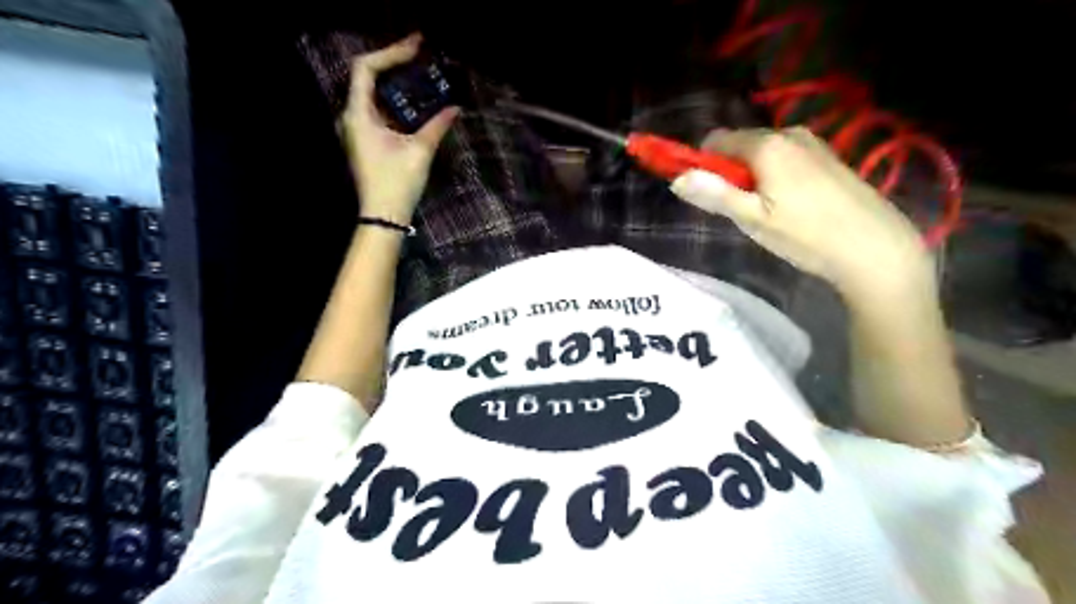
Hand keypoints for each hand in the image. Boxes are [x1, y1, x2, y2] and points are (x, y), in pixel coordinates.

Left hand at [343, 32, 458, 226]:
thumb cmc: (397, 182)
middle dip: (394, 64)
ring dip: (396, 84)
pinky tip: (415, 103)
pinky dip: (395, 103)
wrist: (383, 215)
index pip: (367, 68)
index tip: (416, 46)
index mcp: (358, 114)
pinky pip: (378, 111)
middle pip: (368, 78)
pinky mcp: (365, 141)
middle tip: (420, 56)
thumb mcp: (420, 150)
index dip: (391, 52)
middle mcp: (351, 117)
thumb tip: (455, 107)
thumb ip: (437, 124)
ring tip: (420, 76)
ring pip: (373, 95)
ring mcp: (356, 130)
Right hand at [671, 128, 933, 299]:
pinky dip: (775, 176)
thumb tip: (677, 179)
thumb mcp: (753, 220)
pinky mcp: (829, 157)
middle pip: (741, 144)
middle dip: (729, 172)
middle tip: (740, 211)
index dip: (702, 164)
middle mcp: (790, 134)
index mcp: (767, 145)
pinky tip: (791, 207)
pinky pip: (786, 158)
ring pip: (764, 153)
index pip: (716, 140)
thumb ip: (715, 195)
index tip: (706, 194)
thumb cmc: (807, 236)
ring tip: (767, 213)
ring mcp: (813, 144)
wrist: (876, 248)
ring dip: (753, 176)